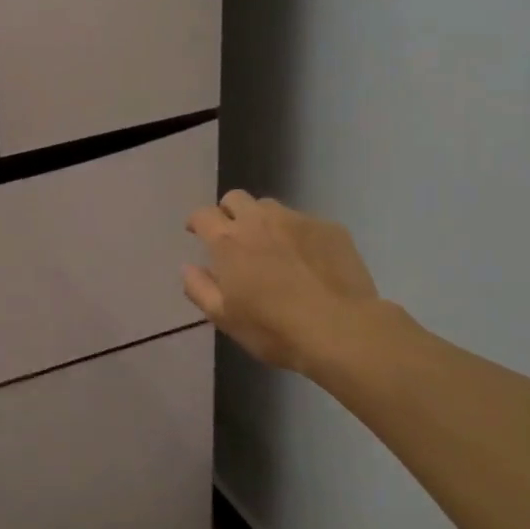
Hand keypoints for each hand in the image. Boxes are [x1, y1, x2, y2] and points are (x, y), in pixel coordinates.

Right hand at [184, 191, 388, 377]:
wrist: (341, 330)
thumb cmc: (273, 328)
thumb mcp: (223, 317)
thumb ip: (198, 288)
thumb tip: (188, 266)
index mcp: (228, 241)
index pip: (203, 215)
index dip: (197, 222)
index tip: (197, 233)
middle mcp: (259, 220)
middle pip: (235, 199)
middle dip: (229, 212)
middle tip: (234, 237)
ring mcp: (297, 221)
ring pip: (271, 207)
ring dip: (263, 221)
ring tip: (273, 247)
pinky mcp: (330, 228)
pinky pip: (305, 222)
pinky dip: (298, 235)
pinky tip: (308, 260)